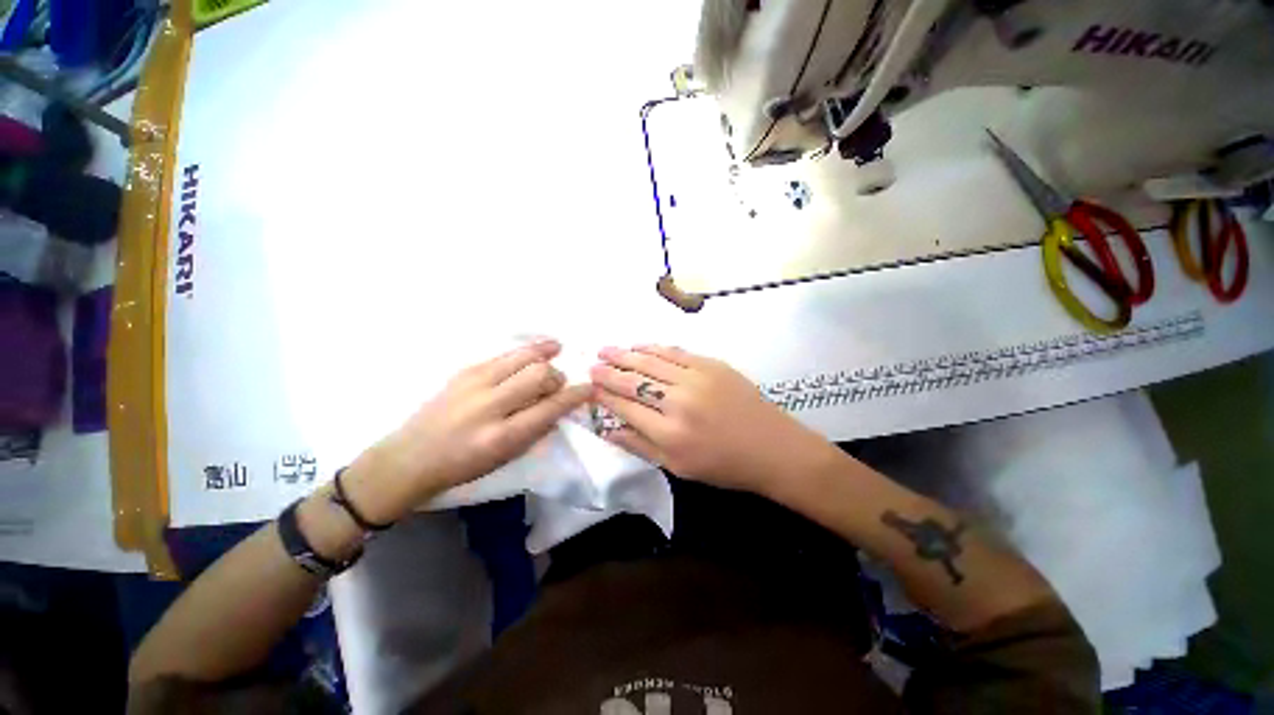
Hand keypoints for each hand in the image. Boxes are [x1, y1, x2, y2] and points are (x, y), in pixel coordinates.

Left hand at [344, 341, 590, 523]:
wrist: (410, 457)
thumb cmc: (463, 466)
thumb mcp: (505, 458)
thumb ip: (536, 430)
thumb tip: (558, 406)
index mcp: (502, 436)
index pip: (550, 408)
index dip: (575, 396)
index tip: (588, 389)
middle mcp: (489, 406)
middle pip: (539, 375)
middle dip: (557, 376)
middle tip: (558, 383)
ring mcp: (474, 384)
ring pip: (522, 357)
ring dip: (545, 354)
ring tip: (557, 349)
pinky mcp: (464, 371)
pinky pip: (504, 355)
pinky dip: (525, 351)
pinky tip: (536, 350)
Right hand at [590, 345, 837, 495]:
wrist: (772, 447)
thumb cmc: (723, 465)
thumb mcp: (677, 467)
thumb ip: (640, 446)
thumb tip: (608, 429)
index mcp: (669, 434)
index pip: (625, 407)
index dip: (604, 395)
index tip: (590, 386)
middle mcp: (679, 402)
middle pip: (634, 381)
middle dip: (609, 371)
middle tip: (592, 364)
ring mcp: (697, 378)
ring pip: (651, 361)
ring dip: (625, 354)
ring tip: (606, 349)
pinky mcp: (712, 364)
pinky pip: (675, 352)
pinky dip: (653, 347)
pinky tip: (639, 345)